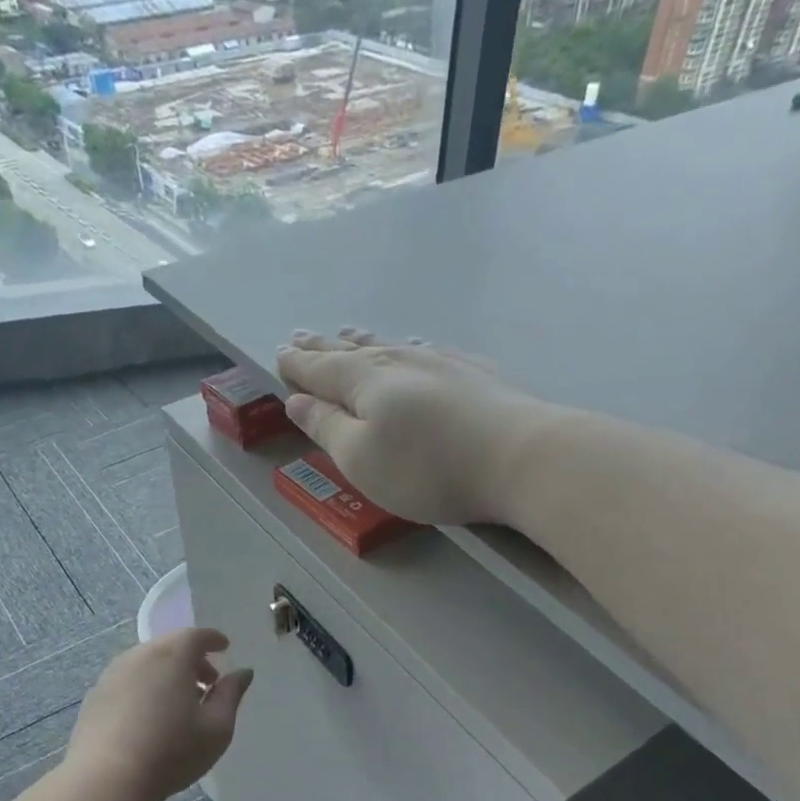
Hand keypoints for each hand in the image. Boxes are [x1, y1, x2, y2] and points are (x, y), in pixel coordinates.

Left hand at [67, 628, 252, 800]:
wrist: (106, 780)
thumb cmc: (172, 752)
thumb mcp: (217, 727)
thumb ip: (231, 694)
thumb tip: (243, 672)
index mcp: (172, 656)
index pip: (196, 635)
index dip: (213, 639)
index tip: (224, 647)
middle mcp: (139, 656)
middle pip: (169, 646)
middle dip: (191, 658)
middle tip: (207, 683)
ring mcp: (112, 675)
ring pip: (146, 662)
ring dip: (166, 673)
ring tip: (178, 702)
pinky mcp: (94, 696)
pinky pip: (127, 680)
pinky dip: (144, 686)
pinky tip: (149, 716)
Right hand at [275, 329, 546, 525]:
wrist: (520, 457)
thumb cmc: (426, 468)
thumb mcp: (360, 458)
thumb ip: (325, 428)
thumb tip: (296, 400)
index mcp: (364, 382)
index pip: (320, 368)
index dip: (297, 364)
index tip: (279, 354)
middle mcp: (399, 362)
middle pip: (352, 351)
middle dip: (324, 346)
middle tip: (301, 335)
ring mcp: (441, 363)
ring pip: (391, 346)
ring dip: (364, 341)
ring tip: (348, 333)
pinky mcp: (475, 374)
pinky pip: (428, 351)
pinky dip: (409, 348)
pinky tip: (415, 346)